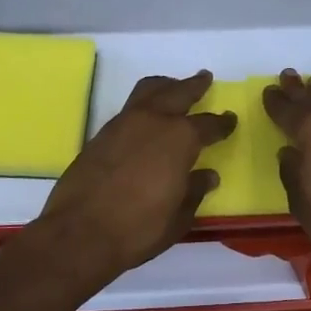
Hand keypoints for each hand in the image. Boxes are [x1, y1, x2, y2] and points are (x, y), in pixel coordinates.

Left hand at [39, 70, 236, 275]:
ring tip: (173, 87)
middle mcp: (153, 121)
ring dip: (165, 86)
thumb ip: (195, 191)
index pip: (208, 124)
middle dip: (194, 85)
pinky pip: (129, 107)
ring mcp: (123, 124)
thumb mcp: (179, 216)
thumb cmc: (138, 228)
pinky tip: (146, 118)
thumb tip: (208, 175)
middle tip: (205, 78)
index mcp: (180, 138)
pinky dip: (143, 104)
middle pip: (178, 92)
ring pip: (148, 90)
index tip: (230, 119)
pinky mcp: (101, 134)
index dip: (222, 123)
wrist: (80, 232)